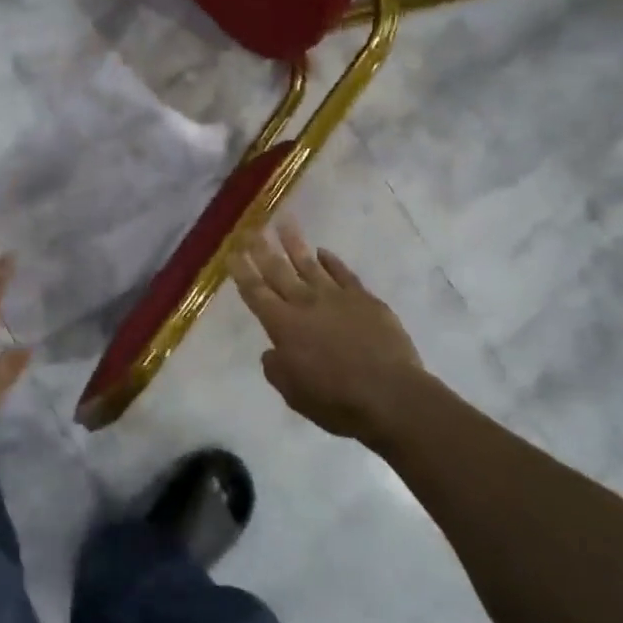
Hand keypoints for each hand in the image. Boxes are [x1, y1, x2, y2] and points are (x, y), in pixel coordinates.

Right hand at [230, 221, 425, 443]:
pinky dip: (332, 261)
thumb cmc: (336, 400)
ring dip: (294, 243)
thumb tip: (272, 351)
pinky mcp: (364, 299)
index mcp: (284, 326)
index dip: (242, 272)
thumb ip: (277, 369)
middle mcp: (306, 304)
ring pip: (310, 263)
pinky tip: (323, 251)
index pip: (256, 293)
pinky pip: (344, 273)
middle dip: (261, 249)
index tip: (232, 252)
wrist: (390, 395)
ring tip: (283, 222)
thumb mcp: (294, 394)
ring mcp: (337, 297)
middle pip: (278, 271)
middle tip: (250, 229)